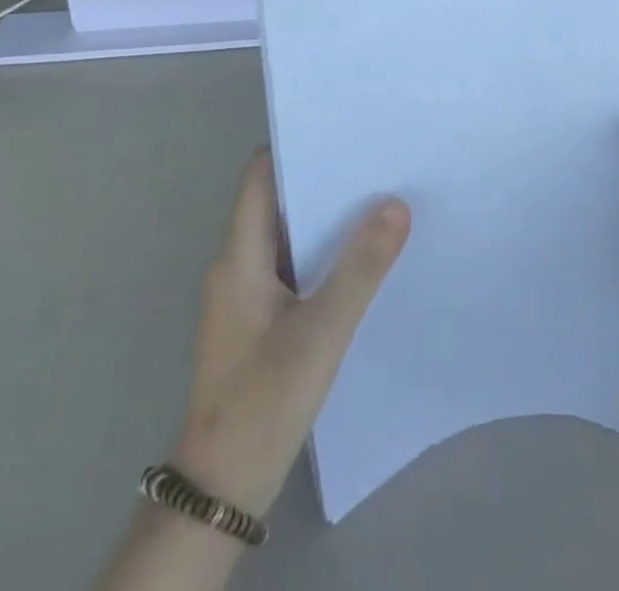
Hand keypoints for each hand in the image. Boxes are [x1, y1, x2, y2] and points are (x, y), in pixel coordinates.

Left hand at [171, 151, 410, 517]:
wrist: (222, 492)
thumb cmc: (263, 401)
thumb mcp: (321, 332)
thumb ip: (361, 268)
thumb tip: (396, 204)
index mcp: (239, 257)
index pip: (261, 177)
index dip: (296, 146)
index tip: (342, 127)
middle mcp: (238, 266)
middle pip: (279, 202)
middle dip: (324, 180)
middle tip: (377, 159)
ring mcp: (247, 297)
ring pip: (289, 238)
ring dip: (327, 220)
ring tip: (380, 198)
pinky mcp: (261, 322)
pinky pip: (294, 269)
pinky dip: (324, 255)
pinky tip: (362, 259)